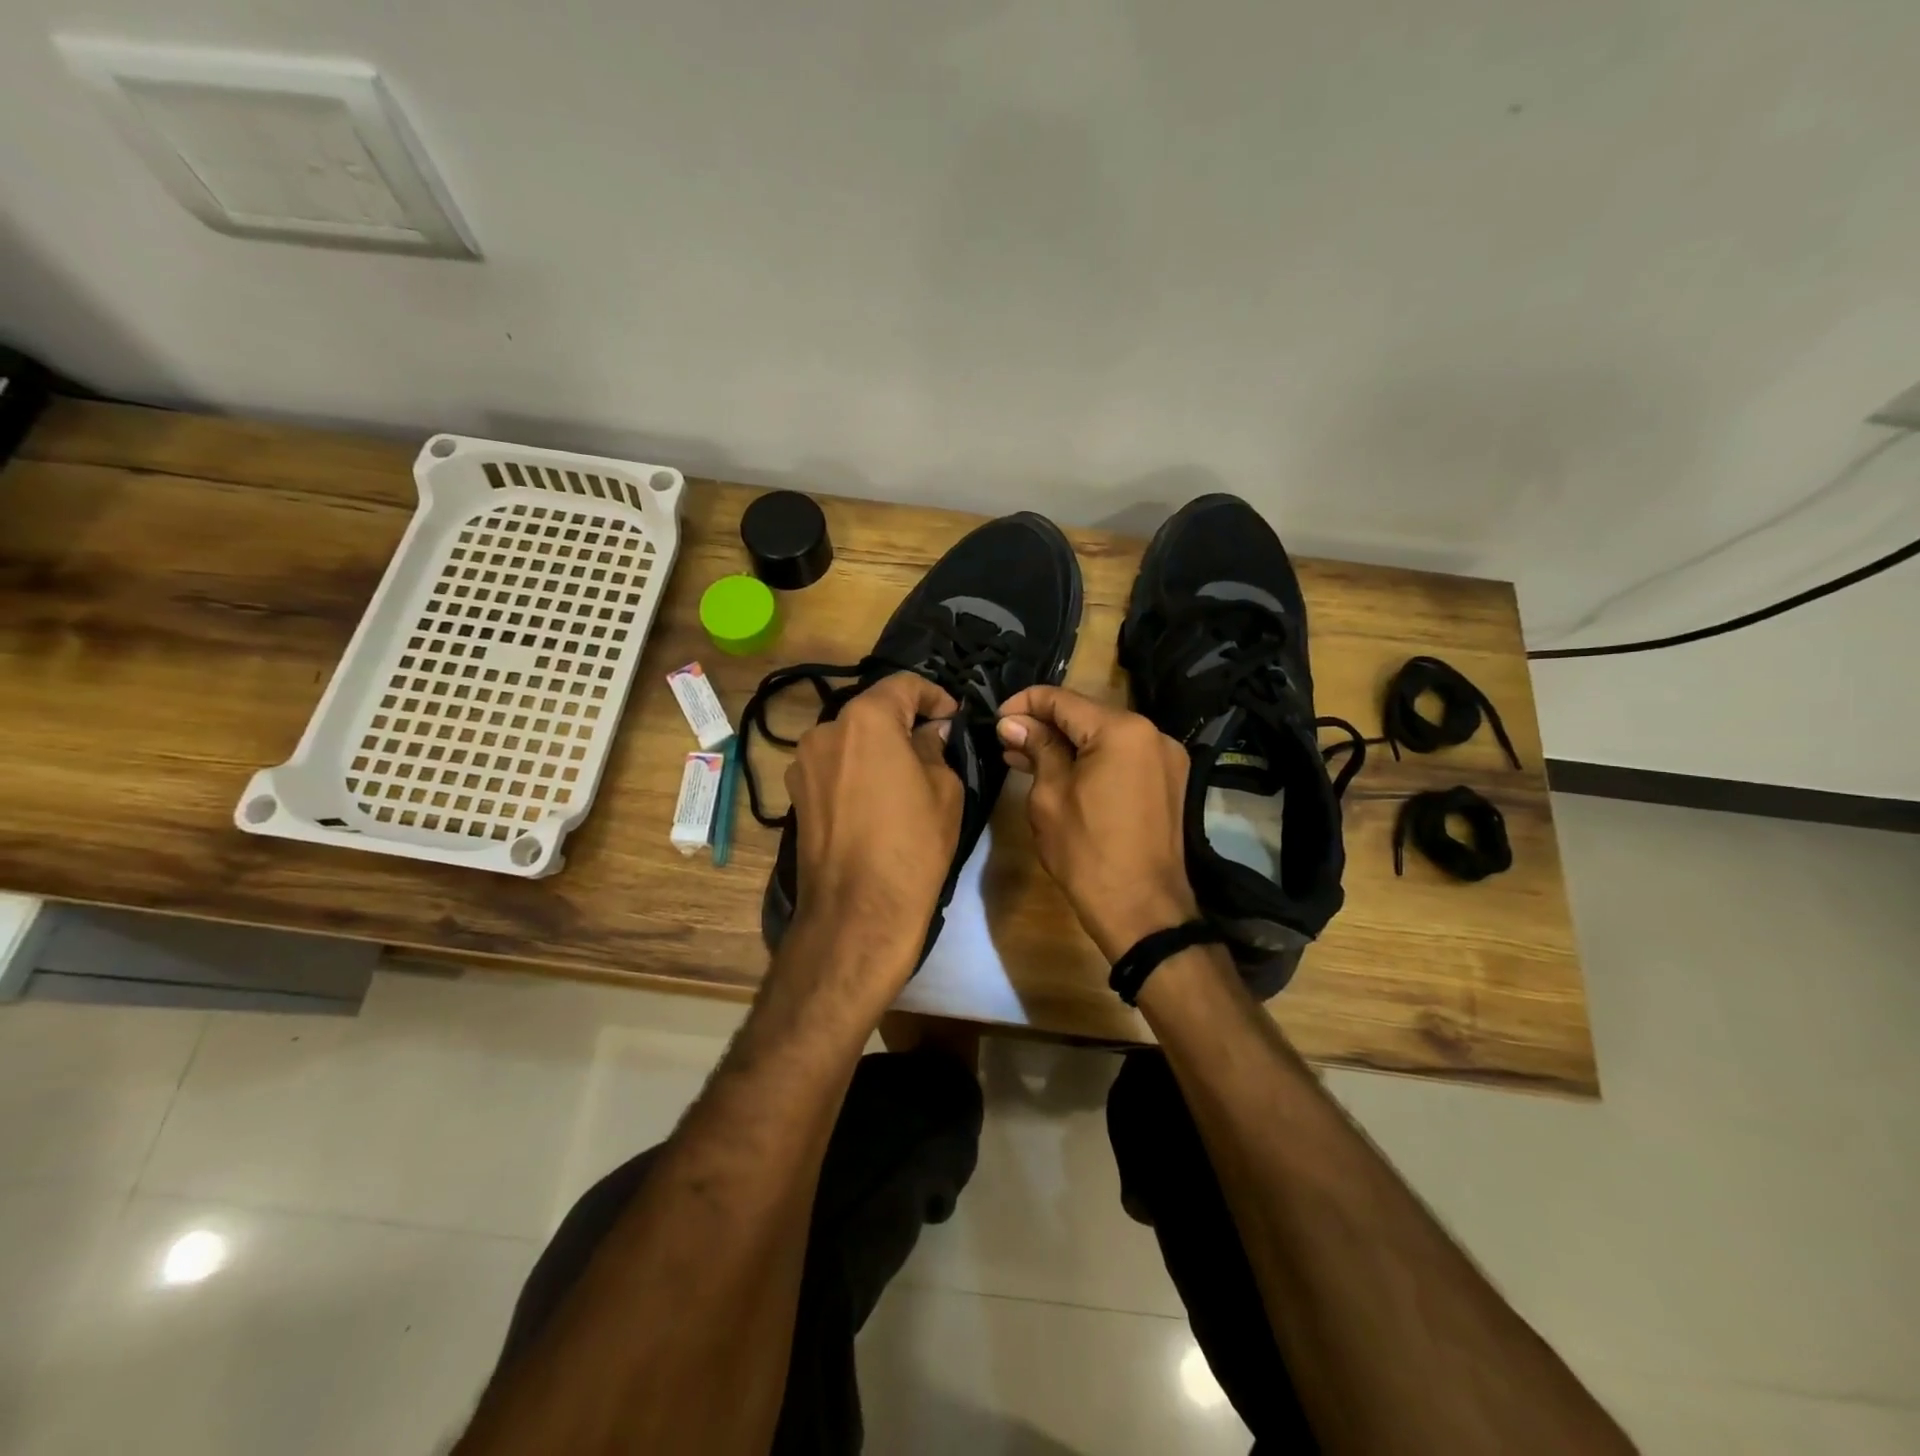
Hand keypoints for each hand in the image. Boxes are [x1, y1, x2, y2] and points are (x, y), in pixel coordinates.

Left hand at [784, 672, 962, 969]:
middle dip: (903, 721)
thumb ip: (935, 747)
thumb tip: (929, 732)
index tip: (953, 716)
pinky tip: (876, 799)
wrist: (858, 911)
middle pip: (871, 711)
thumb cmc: (912, 844)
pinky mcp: (795, 796)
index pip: (903, 685)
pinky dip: (856, 770)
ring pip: (849, 740)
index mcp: (865, 719)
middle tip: (933, 744)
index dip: (934, 695)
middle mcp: (824, 731)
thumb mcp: (944, 789)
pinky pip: (833, 768)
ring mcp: (803, 764)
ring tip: (904, 775)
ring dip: (877, 747)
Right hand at [997, 686, 1198, 961]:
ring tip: (1024, 758)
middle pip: (1087, 715)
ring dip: (1067, 745)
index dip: (1024, 703)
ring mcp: (1166, 758)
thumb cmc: (1087, 853)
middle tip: (1006, 742)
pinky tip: (1061, 773)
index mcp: (1121, 730)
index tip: (996, 718)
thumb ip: (1037, 748)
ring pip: (1104, 737)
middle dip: (1044, 725)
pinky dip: (1092, 761)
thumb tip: (1014, 722)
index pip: (1062, 700)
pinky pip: (1122, 758)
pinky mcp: (1169, 782)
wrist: (1142, 911)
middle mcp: (1152, 733)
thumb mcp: (1050, 796)